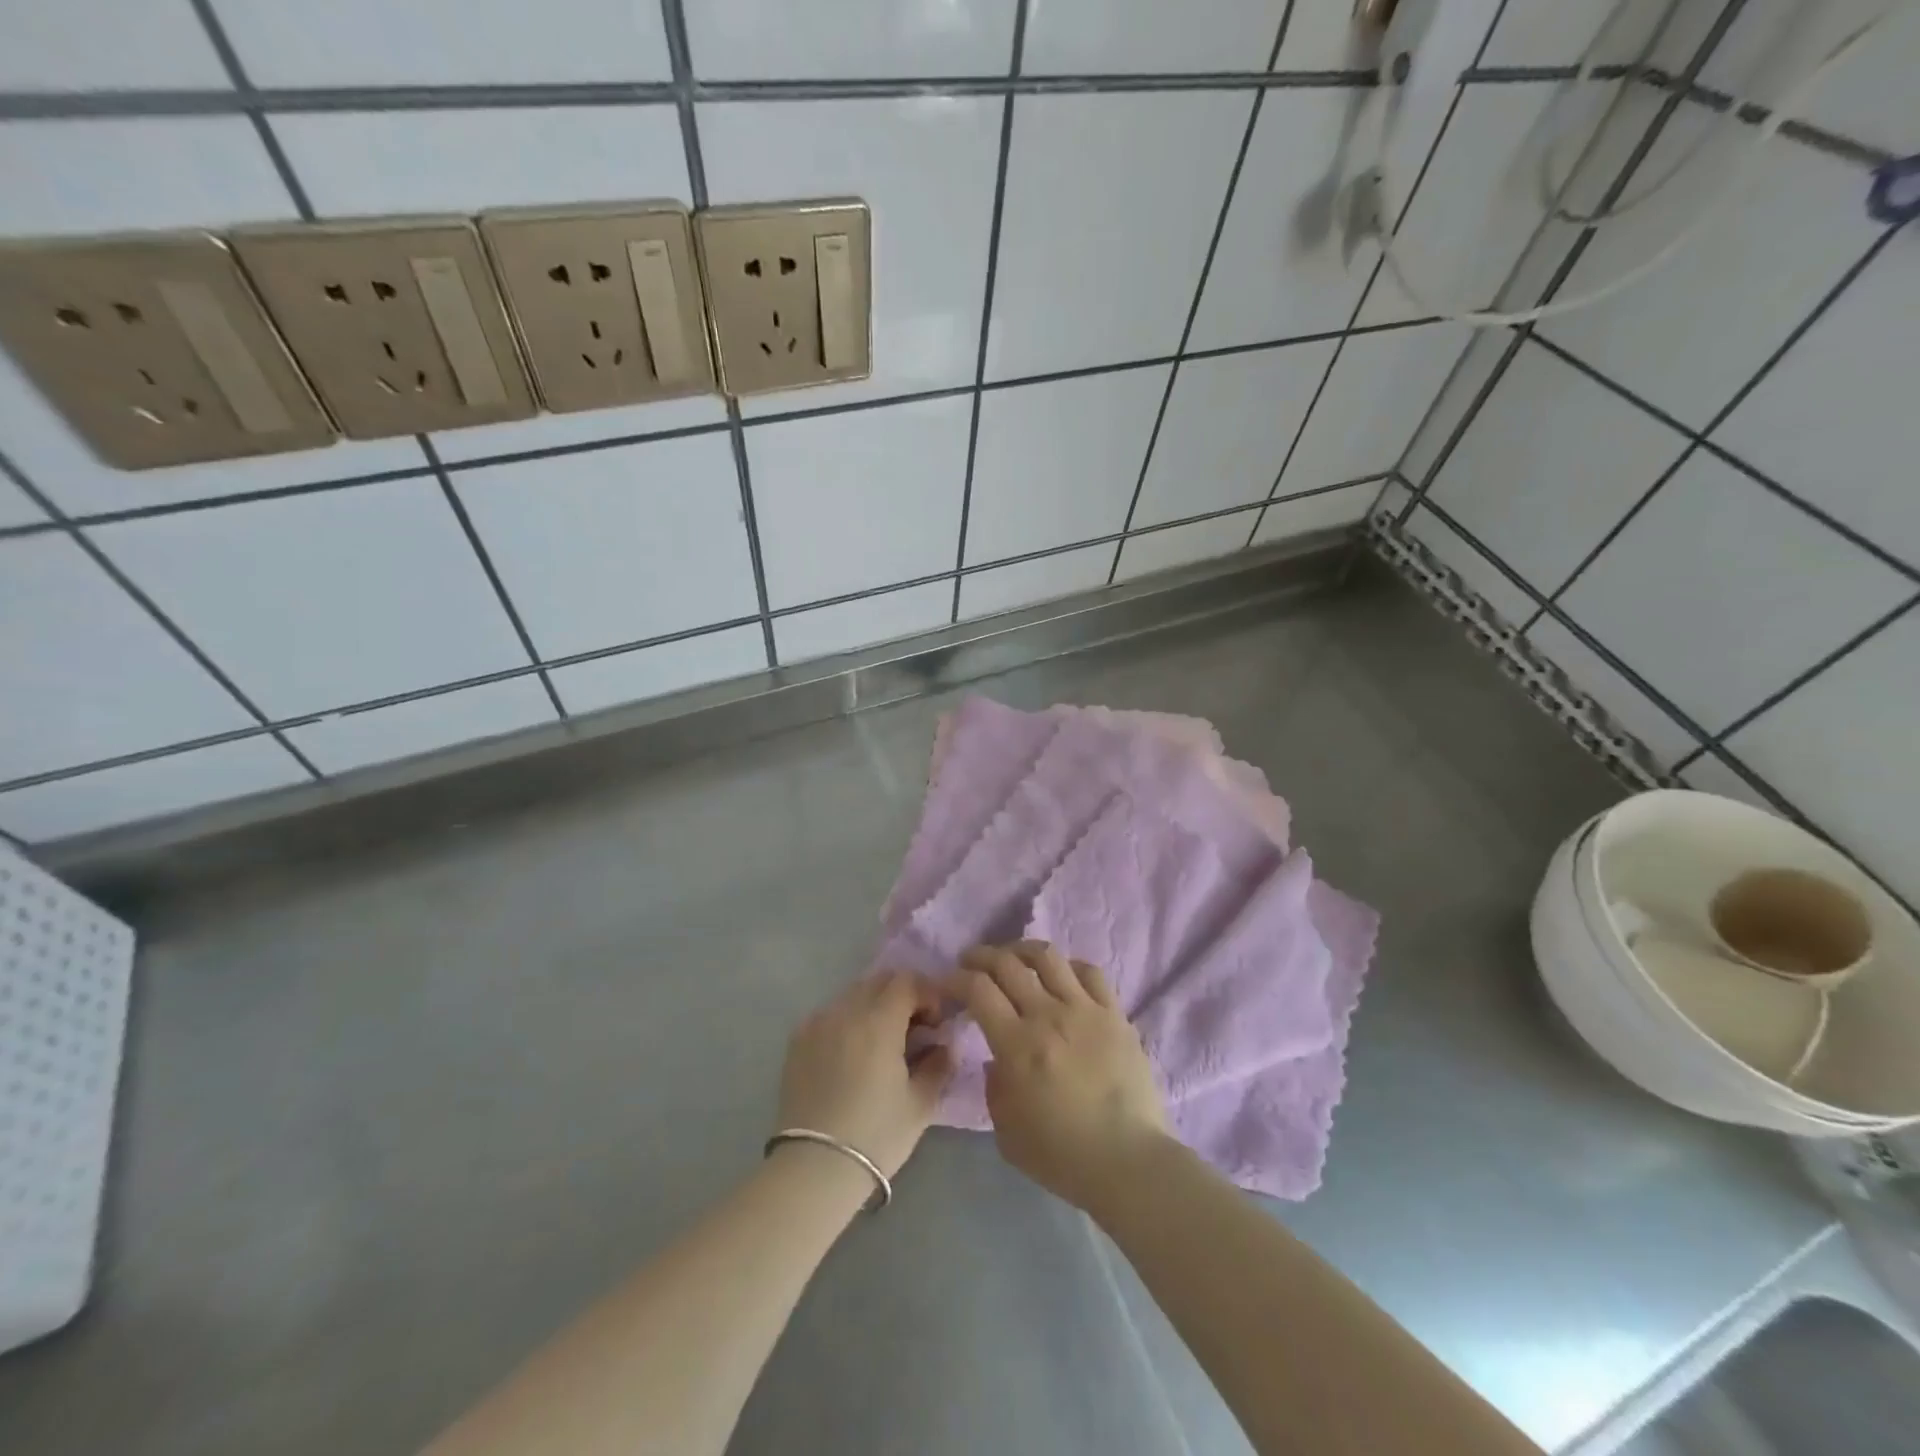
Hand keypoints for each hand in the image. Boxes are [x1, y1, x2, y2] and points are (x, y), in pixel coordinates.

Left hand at [776, 972, 954, 1179]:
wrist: (814, 1168)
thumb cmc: (875, 1136)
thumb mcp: (921, 1104)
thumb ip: (939, 1064)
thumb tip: (945, 1044)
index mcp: (878, 1021)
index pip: (908, 981)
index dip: (928, 994)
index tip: (937, 1023)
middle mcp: (845, 1011)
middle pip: (880, 981)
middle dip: (903, 996)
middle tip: (915, 1029)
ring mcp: (817, 1023)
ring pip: (853, 994)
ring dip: (875, 1006)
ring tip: (883, 1042)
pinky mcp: (798, 1040)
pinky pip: (830, 1013)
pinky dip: (848, 1020)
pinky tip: (853, 1053)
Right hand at [944, 942, 1170, 1213]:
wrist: (1129, 1161)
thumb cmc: (1062, 1156)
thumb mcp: (1006, 1132)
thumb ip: (995, 1087)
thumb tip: (999, 1058)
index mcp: (1017, 1045)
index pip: (978, 989)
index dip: (956, 978)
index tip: (947, 982)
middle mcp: (1048, 1015)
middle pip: (1007, 963)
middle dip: (981, 956)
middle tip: (971, 962)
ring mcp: (1084, 1010)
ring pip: (1048, 957)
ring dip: (1021, 950)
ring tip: (1013, 957)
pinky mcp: (1115, 1014)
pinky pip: (1090, 972)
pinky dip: (1068, 966)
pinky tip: (1061, 975)